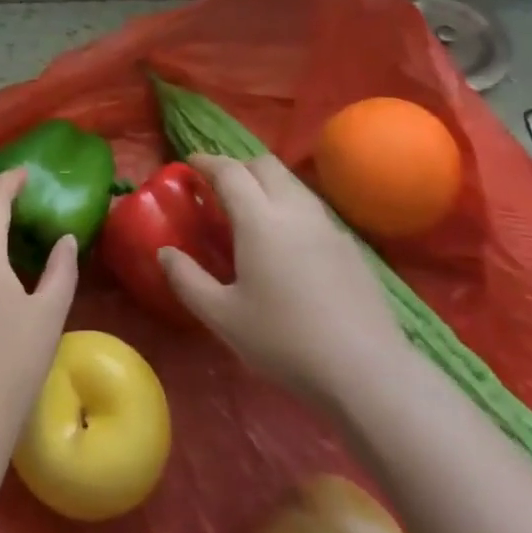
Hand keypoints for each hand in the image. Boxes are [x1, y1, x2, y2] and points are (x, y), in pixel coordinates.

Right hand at [160, 154, 408, 408]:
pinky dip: (290, 205)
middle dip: (238, 166)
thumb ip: (187, 280)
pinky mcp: (351, 246)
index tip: (190, 163)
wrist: (366, 370)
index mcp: (260, 220)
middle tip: (219, 186)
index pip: (230, 172)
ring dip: (267, 183)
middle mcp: (295, 210)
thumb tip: (164, 252)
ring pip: (293, 184)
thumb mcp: (223, 317)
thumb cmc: (284, 341)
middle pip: (266, 165)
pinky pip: (313, 208)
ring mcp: (329, 226)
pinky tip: (287, 241)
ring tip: (250, 210)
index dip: (207, 162)